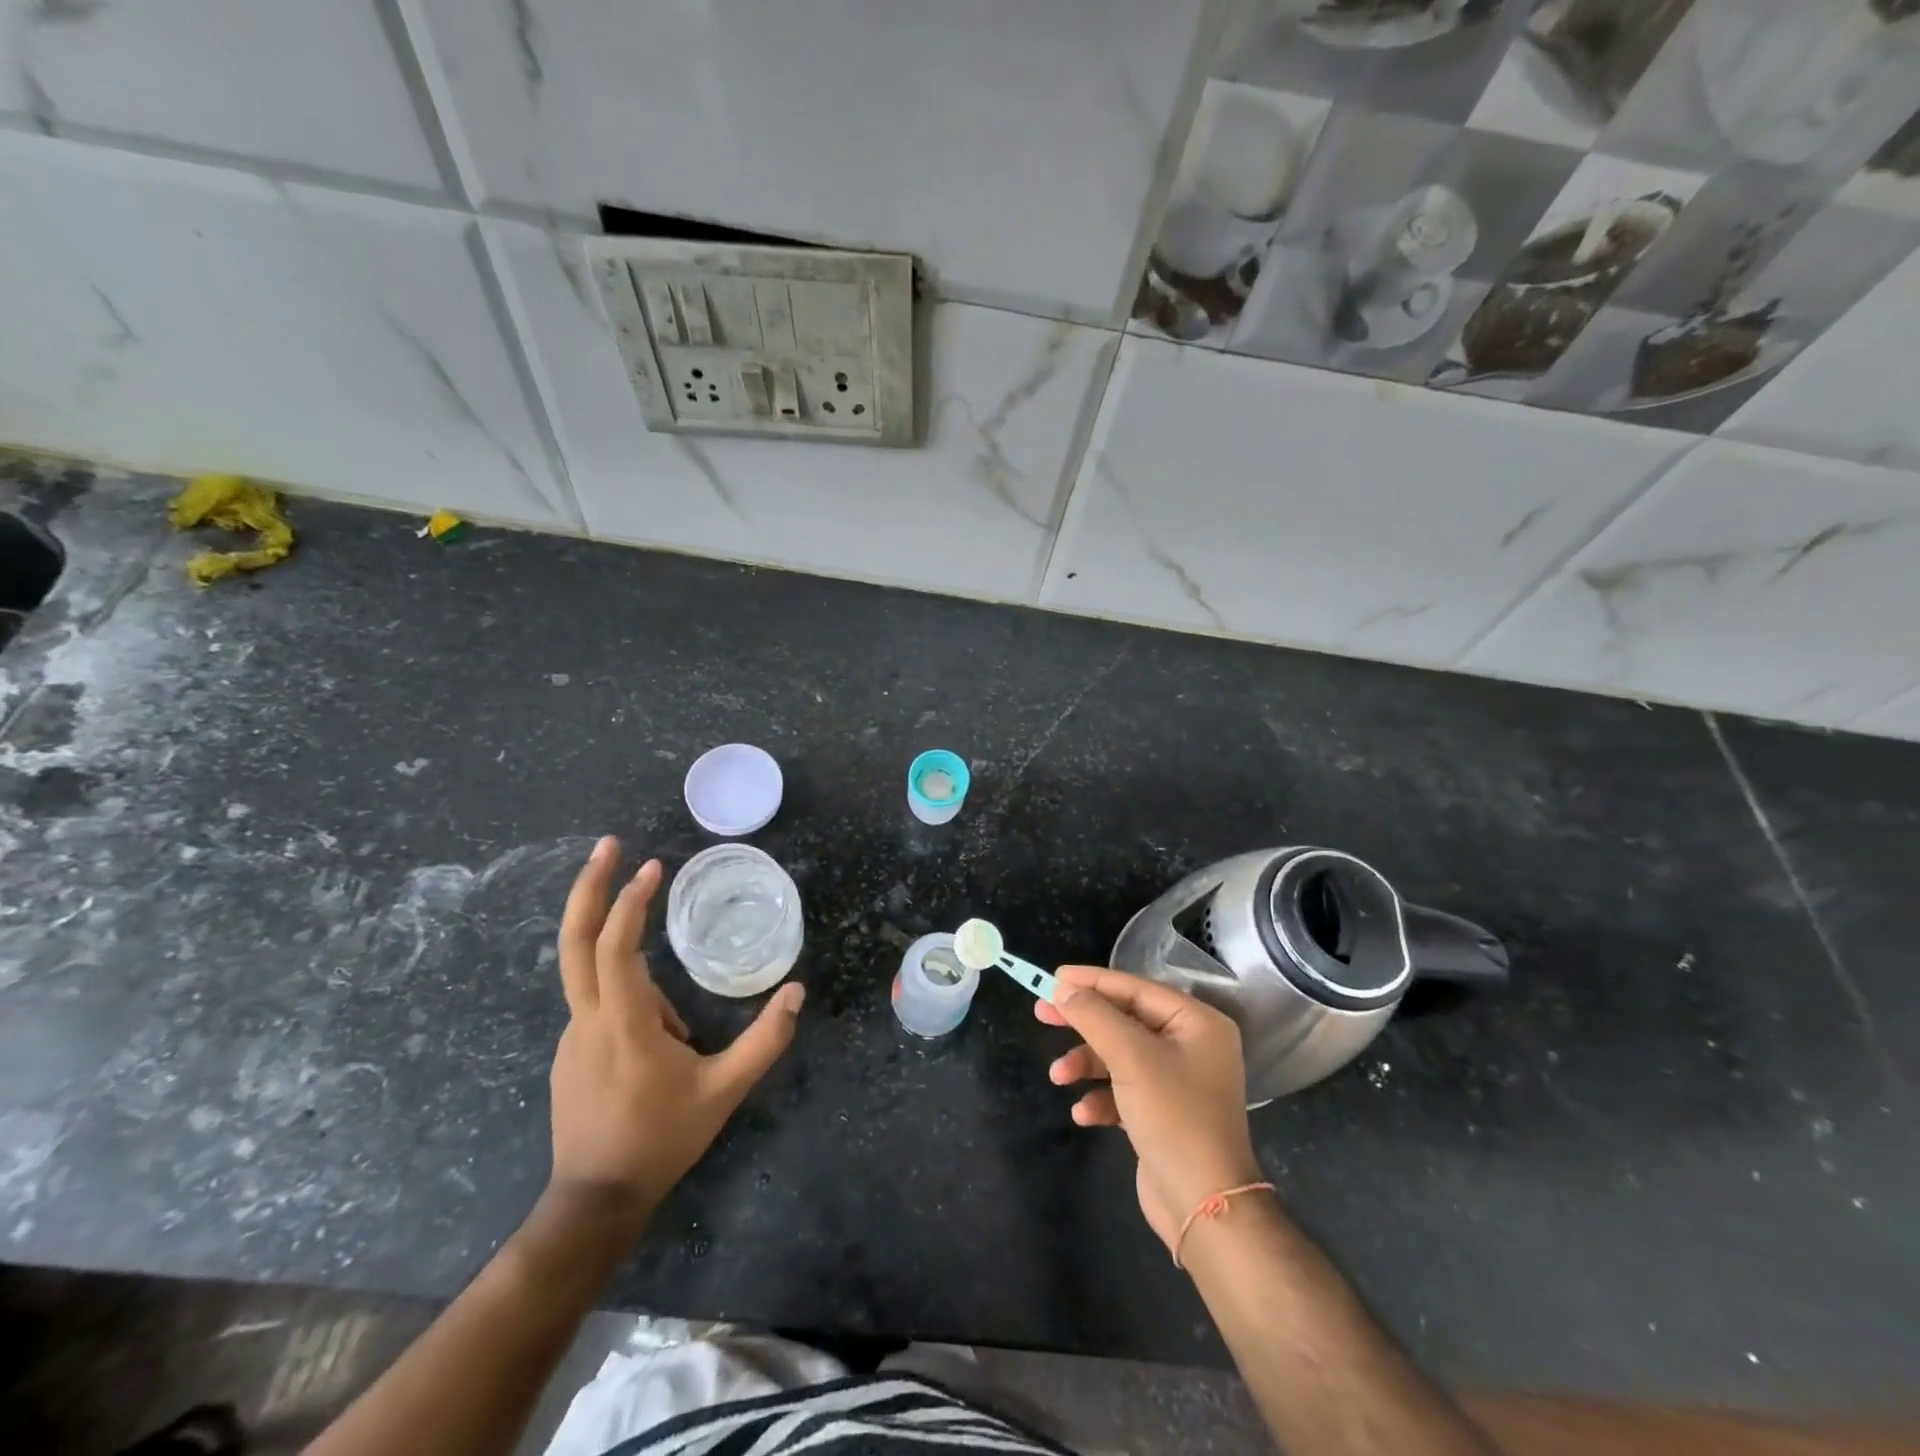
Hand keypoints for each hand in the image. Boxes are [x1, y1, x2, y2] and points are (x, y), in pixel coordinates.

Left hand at [548, 837, 803, 1225]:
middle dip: (589, 888)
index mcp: (623, 1024)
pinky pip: (602, 1008)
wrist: (595, 1202)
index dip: (629, 902)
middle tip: (608, 845)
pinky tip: (661, 1056)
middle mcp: (588, 1020)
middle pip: (574, 942)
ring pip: (599, 981)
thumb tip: (798, 992)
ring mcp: (573, 1037)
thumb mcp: (724, 1091)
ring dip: (639, 980)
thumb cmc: (662, 1140)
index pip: (615, 947)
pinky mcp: (571, 1052)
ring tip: (681, 1046)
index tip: (651, 866)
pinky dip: (633, 1005)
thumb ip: (765, 1040)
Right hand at [1037, 968, 1263, 1253]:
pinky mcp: (1162, 1111)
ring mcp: (1177, 1080)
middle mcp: (1190, 1045)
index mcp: (1196, 1023)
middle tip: (1041, 1013)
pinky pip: (1123, 1089)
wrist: (1203, 1206)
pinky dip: (1101, 1097)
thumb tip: (1063, 988)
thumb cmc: (1173, 1117)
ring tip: (1058, 1076)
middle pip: (1124, 1019)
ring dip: (1086, 1063)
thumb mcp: (1131, 1058)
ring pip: (1119, 1055)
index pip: (1136, 988)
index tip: (1053, 977)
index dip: (1092, 982)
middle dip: (1083, 1021)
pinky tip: (1084, 1114)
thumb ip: (1095, 1016)